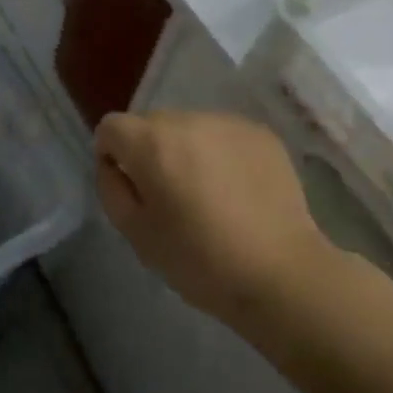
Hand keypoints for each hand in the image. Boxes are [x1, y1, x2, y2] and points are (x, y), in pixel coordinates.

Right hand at [95, 111, 329, 330]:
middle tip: (170, 195)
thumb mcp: (137, 234)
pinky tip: (237, 189)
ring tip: (208, 193)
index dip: (111, 155)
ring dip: (186, 150)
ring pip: (188, 127)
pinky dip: (220, 153)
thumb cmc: (200, 260)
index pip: (111, 127)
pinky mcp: (260, 132)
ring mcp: (227, 122)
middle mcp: (187, 120)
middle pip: (150, 124)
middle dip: (150, 151)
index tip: (130, 187)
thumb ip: (111, 189)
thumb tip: (112, 164)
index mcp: (151, 143)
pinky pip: (223, 134)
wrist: (281, 272)